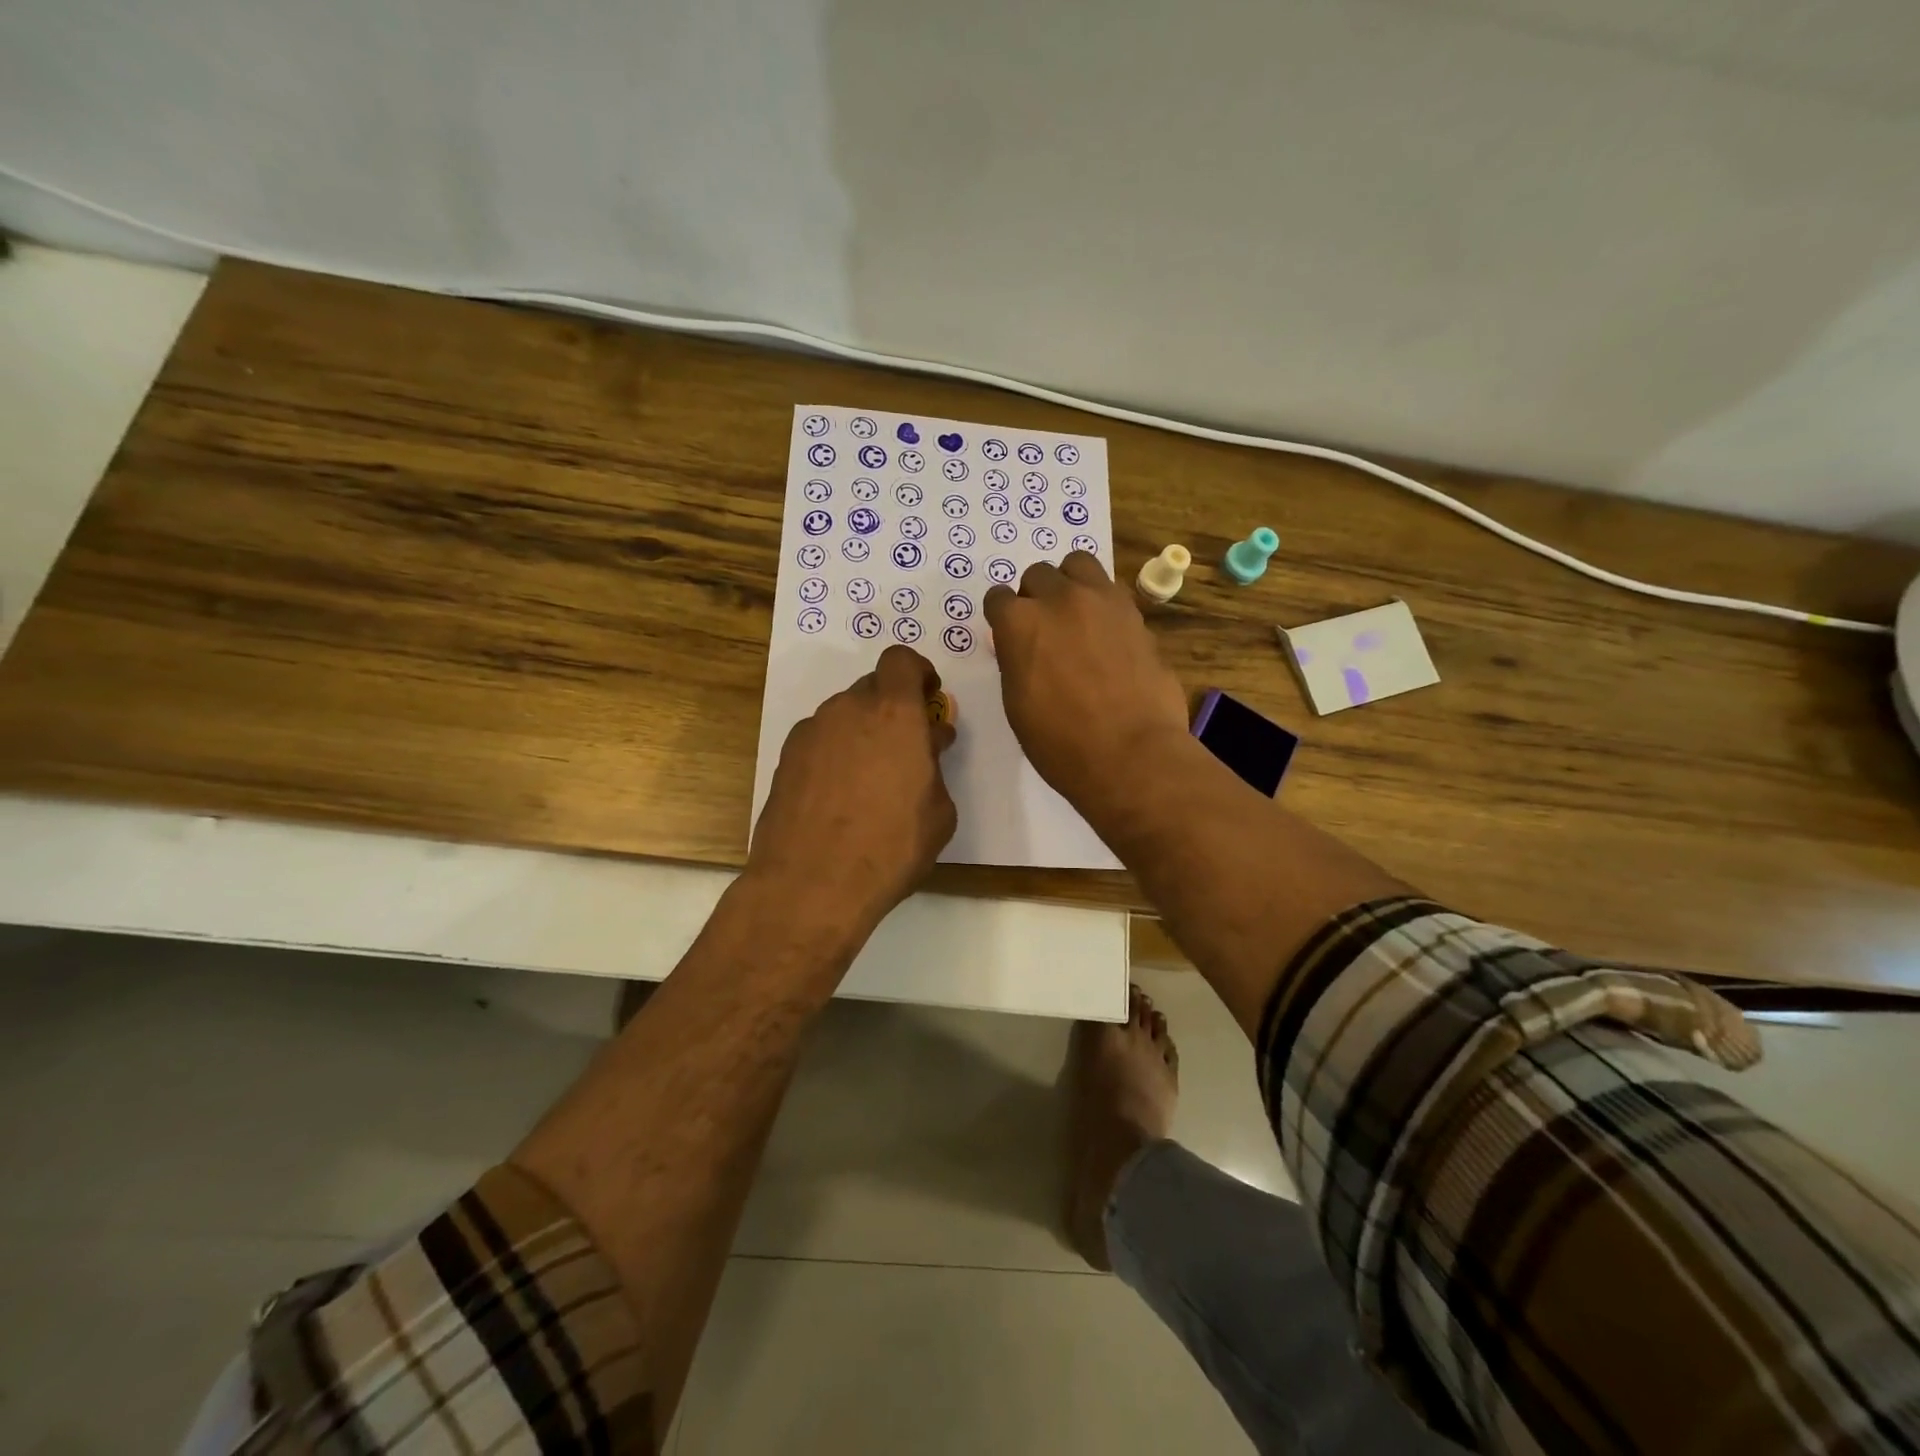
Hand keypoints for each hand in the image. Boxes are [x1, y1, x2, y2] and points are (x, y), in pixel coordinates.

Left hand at [748, 645, 957, 937]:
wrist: (811, 883)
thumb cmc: (891, 846)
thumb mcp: (939, 811)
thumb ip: (935, 765)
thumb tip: (928, 745)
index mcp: (894, 712)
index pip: (901, 659)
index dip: (918, 671)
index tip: (928, 697)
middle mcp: (848, 710)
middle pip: (873, 687)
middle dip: (893, 707)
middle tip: (906, 747)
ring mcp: (811, 732)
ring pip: (845, 714)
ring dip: (863, 731)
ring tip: (871, 779)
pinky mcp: (785, 758)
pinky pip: (820, 740)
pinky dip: (835, 753)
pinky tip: (839, 795)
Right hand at [984, 552, 1189, 817]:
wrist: (1131, 755)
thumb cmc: (1060, 743)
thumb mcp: (1017, 704)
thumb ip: (1016, 661)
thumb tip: (1023, 647)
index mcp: (1019, 623)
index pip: (998, 598)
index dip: (1002, 618)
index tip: (1009, 636)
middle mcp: (1059, 599)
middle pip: (1039, 575)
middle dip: (1036, 596)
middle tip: (1044, 629)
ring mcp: (1102, 601)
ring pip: (1079, 564)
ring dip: (1071, 583)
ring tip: (1076, 615)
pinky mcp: (1136, 614)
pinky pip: (1112, 590)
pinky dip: (1103, 602)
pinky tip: (1106, 633)